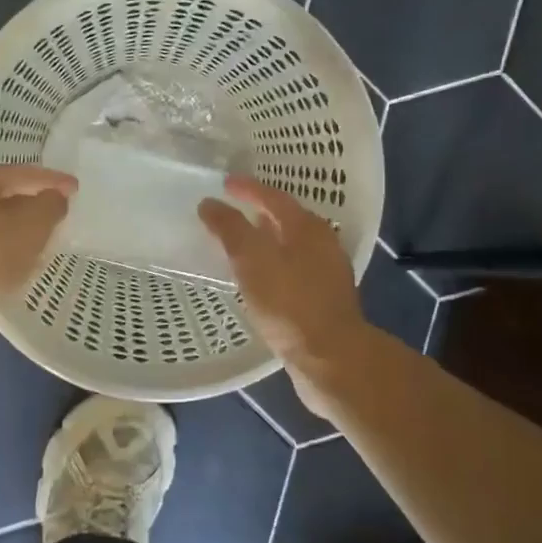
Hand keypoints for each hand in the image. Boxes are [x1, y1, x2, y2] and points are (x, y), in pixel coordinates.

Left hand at [0, 164, 76, 332]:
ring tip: (43, 240)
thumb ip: (49, 206)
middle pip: (3, 195)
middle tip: (61, 213)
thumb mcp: (31, 228)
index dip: (53, 181)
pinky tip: (15, 264)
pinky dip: (1, 249)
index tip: (77, 189)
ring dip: (16, 230)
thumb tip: (53, 199)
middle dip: (32, 204)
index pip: (22, 174)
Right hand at [199, 176, 365, 365]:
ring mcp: (327, 274)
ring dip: (266, 241)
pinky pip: (293, 271)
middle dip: (259, 213)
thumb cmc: (290, 303)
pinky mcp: (323, 301)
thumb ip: (230, 229)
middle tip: (232, 210)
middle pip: (287, 219)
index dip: (248, 188)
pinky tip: (258, 281)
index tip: (224, 183)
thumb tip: (210, 204)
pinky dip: (273, 266)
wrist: (331, 359)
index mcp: (308, 228)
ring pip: (291, 247)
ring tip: (240, 244)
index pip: (274, 197)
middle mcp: (323, 245)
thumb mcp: (252, 260)